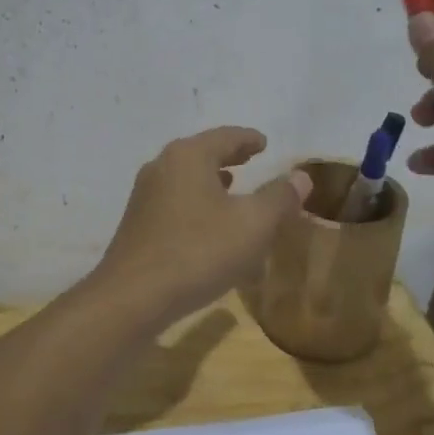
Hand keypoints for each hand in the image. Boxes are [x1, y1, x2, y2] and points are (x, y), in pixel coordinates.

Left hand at [90, 127, 312, 325]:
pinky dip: (198, 206)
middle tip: (251, 160)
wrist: (133, 297)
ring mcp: (144, 197)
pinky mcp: (137, 225)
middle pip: (202, 154)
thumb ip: (279, 197)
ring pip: (187, 180)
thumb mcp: (253, 224)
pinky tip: (209, 228)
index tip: (264, 143)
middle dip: (229, 158)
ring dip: (211, 183)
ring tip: (232, 190)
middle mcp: (162, 167)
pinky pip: (176, 205)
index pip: (225, 136)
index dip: (249, 139)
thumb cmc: (198, 252)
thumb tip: (300, 176)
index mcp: (188, 156)